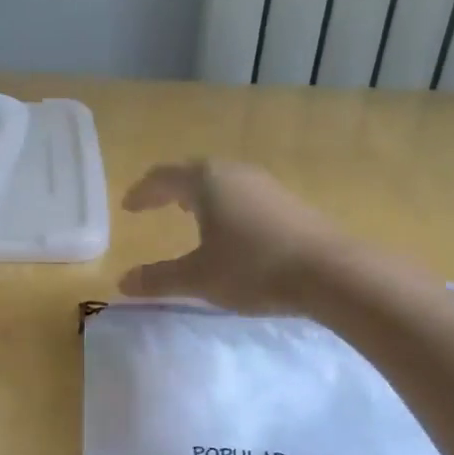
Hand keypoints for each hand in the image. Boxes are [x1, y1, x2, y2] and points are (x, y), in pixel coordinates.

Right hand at [119, 160, 339, 314]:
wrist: (331, 273)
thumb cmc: (253, 268)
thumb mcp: (198, 278)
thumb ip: (158, 279)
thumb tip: (122, 282)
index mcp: (206, 182)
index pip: (163, 177)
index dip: (142, 192)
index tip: (128, 207)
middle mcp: (235, 173)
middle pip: (193, 172)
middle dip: (170, 188)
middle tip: (155, 204)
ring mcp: (266, 185)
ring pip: (222, 181)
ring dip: (200, 194)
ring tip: (190, 212)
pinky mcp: (289, 202)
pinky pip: (244, 194)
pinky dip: (225, 204)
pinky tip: (231, 228)